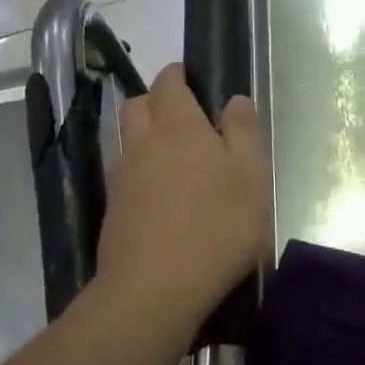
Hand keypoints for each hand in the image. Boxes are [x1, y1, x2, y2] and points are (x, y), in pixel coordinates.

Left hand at [97, 64, 270, 330]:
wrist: (156, 288)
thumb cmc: (217, 226)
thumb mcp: (252, 176)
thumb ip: (244, 132)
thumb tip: (234, 100)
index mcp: (177, 126)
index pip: (168, 82)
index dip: (178, 75)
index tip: (192, 80)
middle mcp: (142, 144)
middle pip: (137, 106)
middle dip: (155, 102)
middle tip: (184, 120)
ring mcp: (122, 179)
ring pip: (128, 143)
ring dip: (146, 141)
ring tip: (176, 164)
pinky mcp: (113, 213)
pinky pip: (125, 179)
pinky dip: (141, 177)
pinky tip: (163, 202)